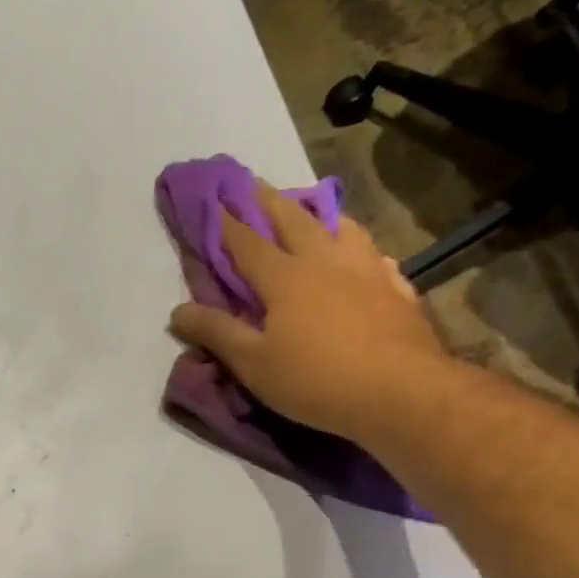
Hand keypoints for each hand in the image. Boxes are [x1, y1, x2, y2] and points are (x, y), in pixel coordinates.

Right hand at [169, 182, 451, 439]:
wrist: (400, 393)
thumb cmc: (315, 379)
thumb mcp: (252, 363)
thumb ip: (216, 332)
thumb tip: (178, 311)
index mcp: (285, 277)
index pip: (248, 242)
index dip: (227, 222)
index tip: (213, 200)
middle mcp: (326, 261)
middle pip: (294, 220)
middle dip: (270, 201)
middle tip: (255, 184)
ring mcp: (367, 270)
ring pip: (340, 228)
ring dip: (318, 215)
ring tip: (310, 210)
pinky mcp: (396, 289)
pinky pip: (375, 256)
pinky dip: (359, 248)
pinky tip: (362, 256)